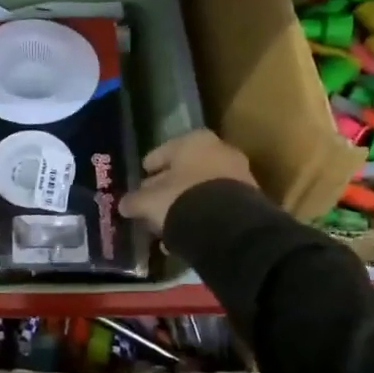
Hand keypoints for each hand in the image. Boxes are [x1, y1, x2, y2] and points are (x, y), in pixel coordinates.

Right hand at [118, 129, 258, 236]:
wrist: (229, 227)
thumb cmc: (182, 199)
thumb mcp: (150, 201)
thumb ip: (135, 201)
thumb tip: (123, 204)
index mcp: (194, 140)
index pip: (164, 151)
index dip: (151, 166)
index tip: (142, 177)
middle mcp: (220, 150)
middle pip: (186, 169)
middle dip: (170, 185)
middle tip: (154, 201)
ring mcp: (238, 175)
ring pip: (203, 188)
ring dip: (186, 202)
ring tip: (169, 221)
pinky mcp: (250, 200)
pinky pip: (218, 205)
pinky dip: (203, 215)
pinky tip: (188, 232)